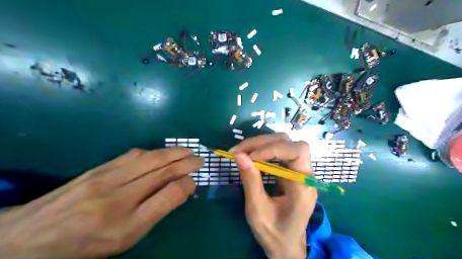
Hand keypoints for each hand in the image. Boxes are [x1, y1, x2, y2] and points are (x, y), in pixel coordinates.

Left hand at [0, 147, 202, 257]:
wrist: (30, 238)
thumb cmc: (86, 244)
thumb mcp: (126, 238)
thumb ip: (155, 211)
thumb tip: (179, 189)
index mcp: (125, 224)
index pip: (167, 196)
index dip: (186, 184)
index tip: (195, 181)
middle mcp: (117, 197)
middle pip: (160, 171)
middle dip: (185, 161)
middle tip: (199, 158)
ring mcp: (105, 178)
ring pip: (148, 159)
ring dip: (172, 153)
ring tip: (186, 151)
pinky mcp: (98, 168)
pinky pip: (132, 155)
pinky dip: (152, 152)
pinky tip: (160, 153)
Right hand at [233, 133, 315, 258]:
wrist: (286, 245)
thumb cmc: (274, 233)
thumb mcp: (258, 210)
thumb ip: (250, 181)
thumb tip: (239, 155)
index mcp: (304, 186)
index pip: (297, 151)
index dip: (273, 148)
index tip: (249, 157)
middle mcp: (305, 174)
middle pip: (289, 143)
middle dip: (263, 143)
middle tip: (239, 151)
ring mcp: (297, 171)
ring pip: (283, 144)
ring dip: (260, 144)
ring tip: (240, 152)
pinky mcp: (289, 171)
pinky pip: (277, 153)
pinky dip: (261, 151)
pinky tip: (249, 157)